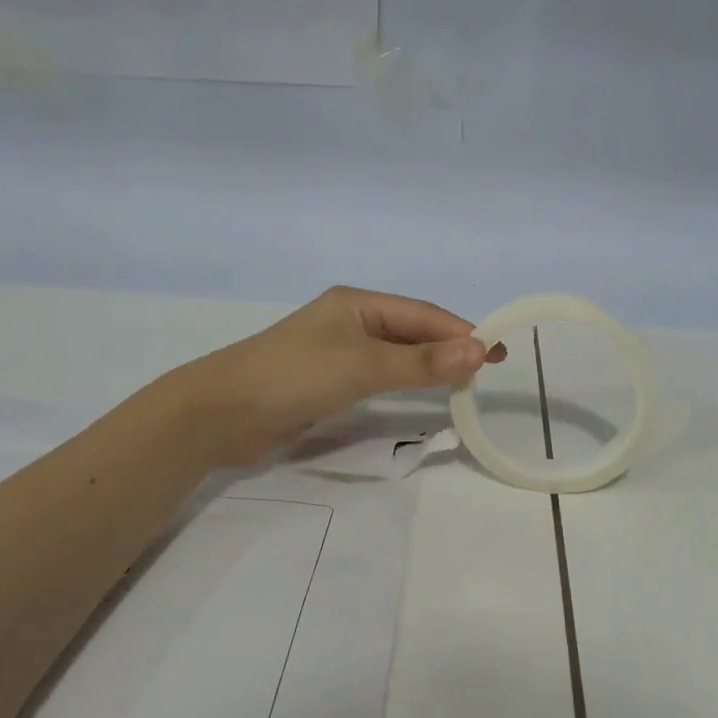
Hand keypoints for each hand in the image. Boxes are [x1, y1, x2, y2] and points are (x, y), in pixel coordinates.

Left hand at [172, 287, 505, 466]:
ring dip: (427, 367)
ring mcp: (335, 353)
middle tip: (485, 372)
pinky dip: (402, 384)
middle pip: (410, 332)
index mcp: (356, 304)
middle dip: (447, 349)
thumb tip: (480, 350)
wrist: (220, 414)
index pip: (421, 313)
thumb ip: (421, 363)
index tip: (497, 351)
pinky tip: (419, 396)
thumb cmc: (295, 376)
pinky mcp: (326, 383)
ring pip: (394, 356)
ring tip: (462, 384)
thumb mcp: (363, 366)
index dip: (461, 331)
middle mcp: (349, 322)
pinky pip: (376, 378)